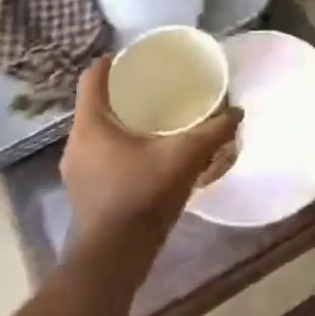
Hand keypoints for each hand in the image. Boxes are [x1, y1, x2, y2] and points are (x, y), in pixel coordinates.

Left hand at [59, 55, 241, 242]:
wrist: (114, 259)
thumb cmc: (142, 196)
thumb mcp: (185, 157)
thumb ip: (213, 132)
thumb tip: (237, 113)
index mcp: (91, 125)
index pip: (93, 78)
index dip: (113, 61)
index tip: (138, 56)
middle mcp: (77, 143)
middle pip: (96, 104)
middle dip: (124, 91)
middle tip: (156, 85)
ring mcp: (77, 171)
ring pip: (98, 131)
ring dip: (122, 121)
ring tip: (156, 117)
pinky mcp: (85, 192)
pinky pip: (101, 154)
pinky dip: (121, 145)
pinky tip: (149, 153)